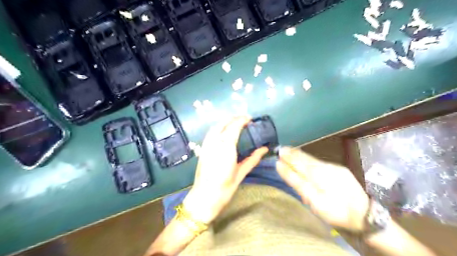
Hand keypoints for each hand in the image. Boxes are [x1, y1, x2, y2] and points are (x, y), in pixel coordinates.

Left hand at [182, 117, 268, 224]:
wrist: (204, 198)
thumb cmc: (224, 188)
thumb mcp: (240, 174)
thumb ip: (253, 159)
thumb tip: (265, 149)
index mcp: (226, 149)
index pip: (234, 127)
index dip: (242, 120)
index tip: (250, 118)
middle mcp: (214, 144)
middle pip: (223, 124)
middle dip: (234, 118)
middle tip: (244, 119)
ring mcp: (206, 146)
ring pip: (215, 127)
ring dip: (225, 121)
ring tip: (235, 122)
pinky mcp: (202, 150)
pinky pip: (210, 133)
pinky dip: (218, 128)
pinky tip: (223, 131)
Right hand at [277, 146, 368, 231]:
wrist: (365, 215)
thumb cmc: (336, 212)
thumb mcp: (315, 202)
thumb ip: (298, 183)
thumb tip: (282, 168)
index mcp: (318, 175)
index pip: (298, 164)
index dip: (288, 159)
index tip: (278, 154)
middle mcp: (325, 168)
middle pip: (305, 159)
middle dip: (292, 154)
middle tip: (281, 149)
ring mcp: (334, 168)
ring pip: (312, 160)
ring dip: (299, 155)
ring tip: (289, 150)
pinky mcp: (340, 170)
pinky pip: (319, 162)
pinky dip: (309, 159)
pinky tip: (304, 158)